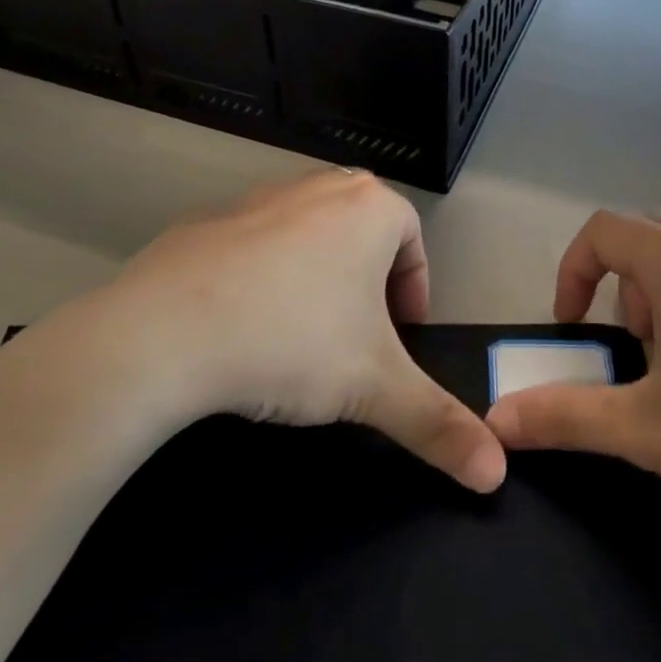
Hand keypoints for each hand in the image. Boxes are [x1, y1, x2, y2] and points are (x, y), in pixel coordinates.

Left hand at [37, 170, 506, 492]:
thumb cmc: (292, 340)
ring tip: (301, 337)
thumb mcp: (374, 388)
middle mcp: (319, 187)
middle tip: (359, 338)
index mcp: (369, 207)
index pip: (413, 240)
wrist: (163, 332)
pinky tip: (243, 327)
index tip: (402, 337)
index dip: (415, 291)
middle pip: (364, 232)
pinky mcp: (208, 220)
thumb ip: (438, 424)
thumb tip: (496, 474)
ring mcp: (259, 198)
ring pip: (309, 236)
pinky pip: (255, 246)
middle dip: (371, 284)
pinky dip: (263, 279)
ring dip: (318, 279)